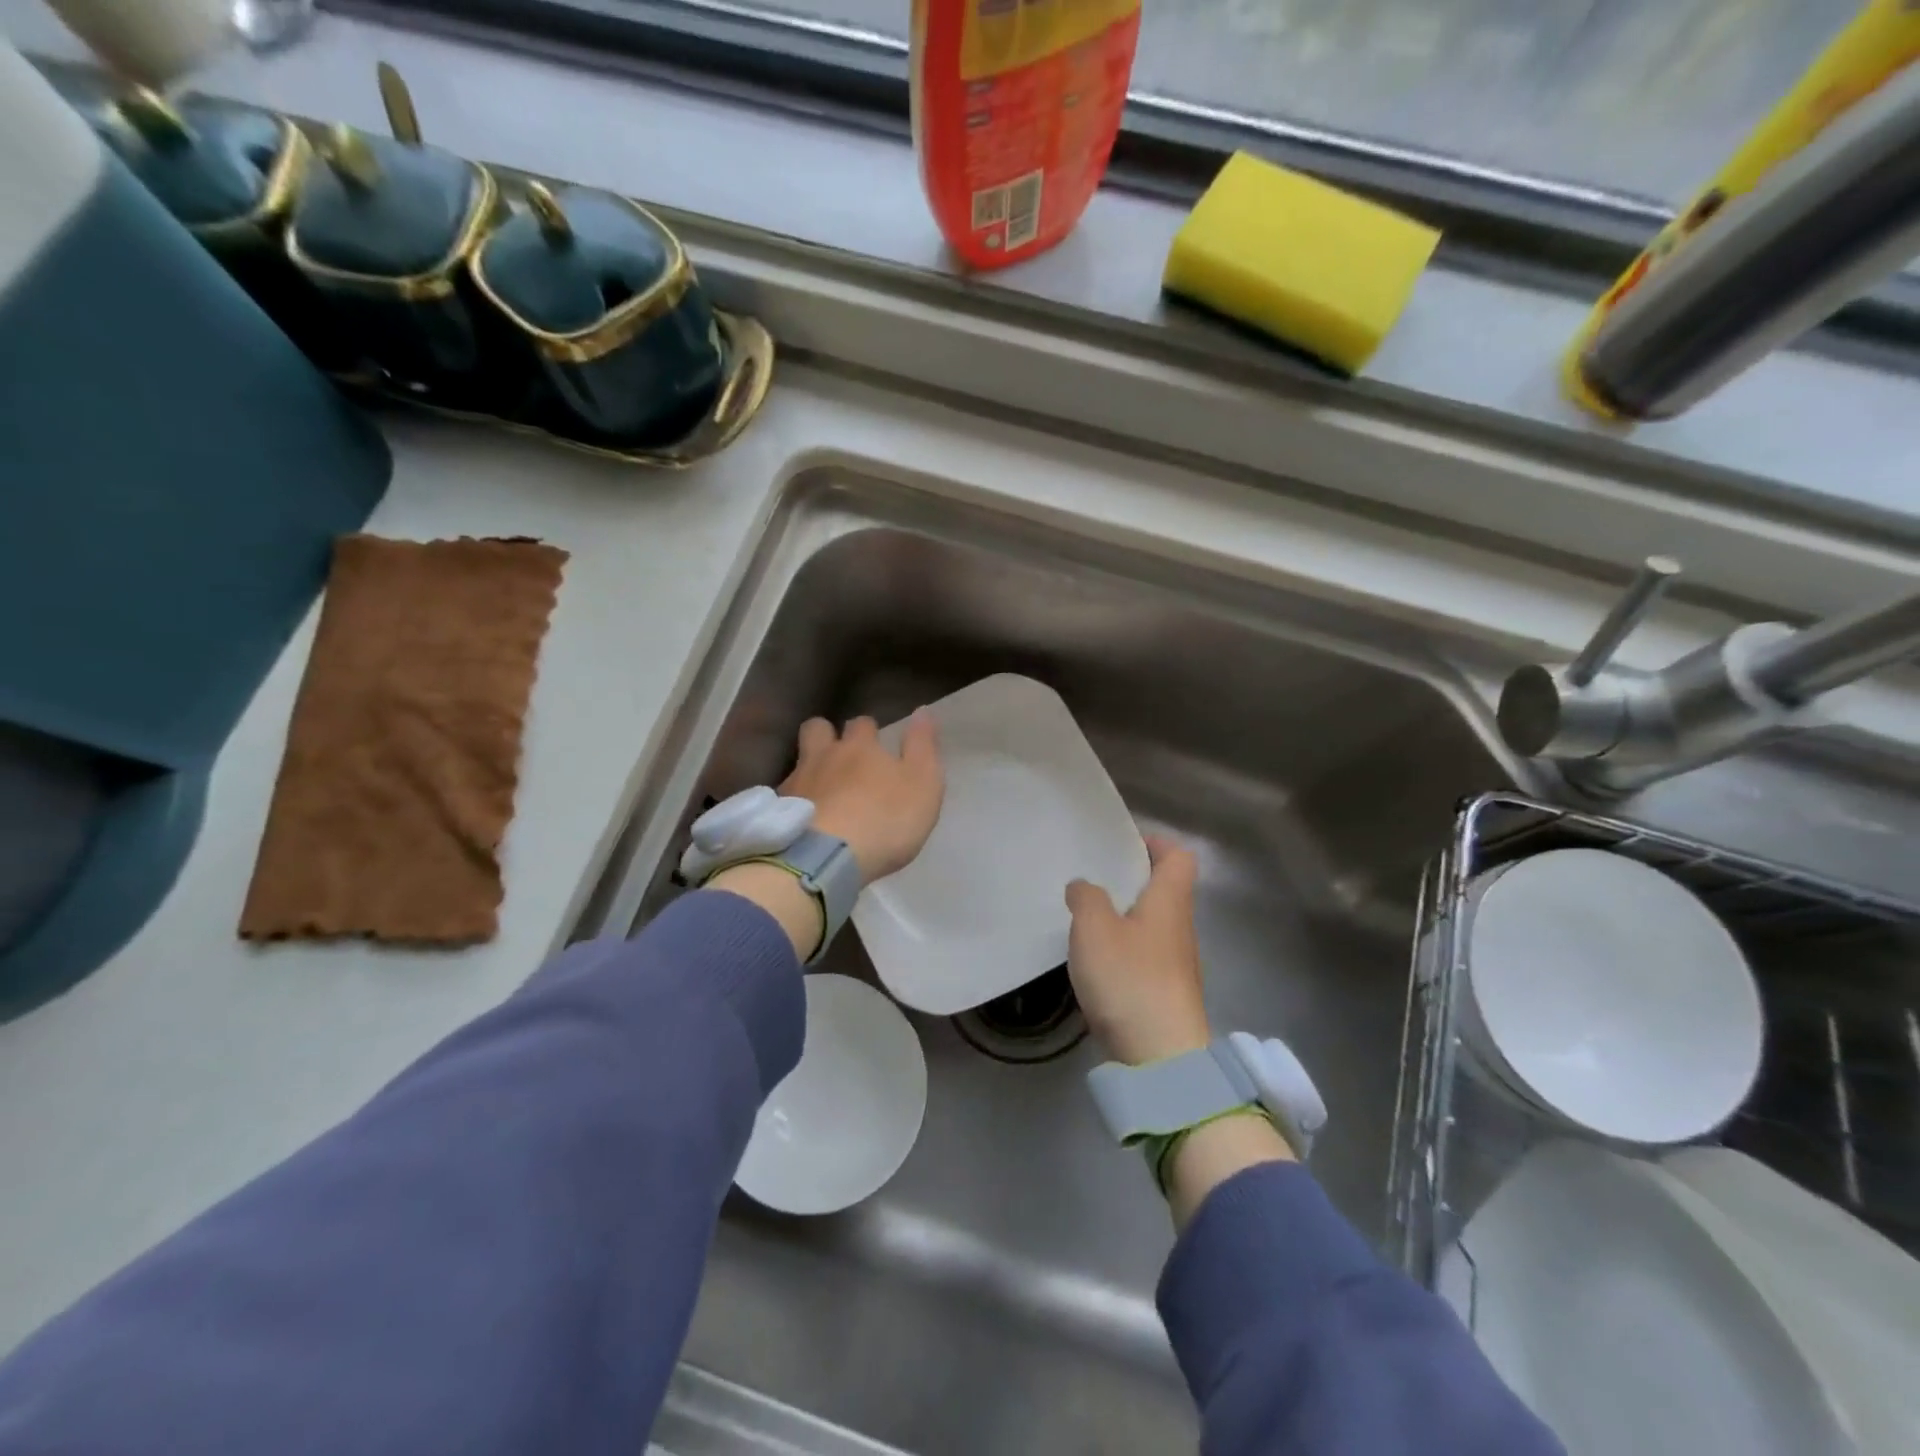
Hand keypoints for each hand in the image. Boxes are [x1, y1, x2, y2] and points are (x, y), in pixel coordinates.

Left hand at [781, 712, 943, 884]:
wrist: (827, 859)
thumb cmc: (885, 820)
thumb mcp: (923, 783)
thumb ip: (922, 746)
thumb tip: (922, 710)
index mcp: (860, 747)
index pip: (862, 723)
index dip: (869, 730)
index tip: (875, 742)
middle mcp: (823, 756)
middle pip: (817, 729)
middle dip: (826, 734)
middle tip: (838, 753)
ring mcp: (796, 783)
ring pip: (798, 762)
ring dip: (809, 768)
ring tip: (820, 789)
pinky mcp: (777, 813)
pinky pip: (783, 797)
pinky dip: (794, 802)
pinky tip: (804, 819)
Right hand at [1065, 836, 1211, 1065]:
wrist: (1161, 1058)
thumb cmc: (1130, 978)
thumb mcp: (1094, 928)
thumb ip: (1086, 898)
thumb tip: (1084, 886)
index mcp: (1169, 902)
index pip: (1178, 856)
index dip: (1153, 843)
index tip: (1120, 845)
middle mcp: (1180, 927)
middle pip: (1163, 890)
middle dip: (1130, 881)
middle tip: (1092, 878)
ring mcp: (1176, 964)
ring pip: (1151, 924)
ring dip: (1123, 916)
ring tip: (1085, 918)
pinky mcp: (1165, 994)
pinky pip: (1144, 955)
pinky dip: (1122, 949)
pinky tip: (1095, 961)